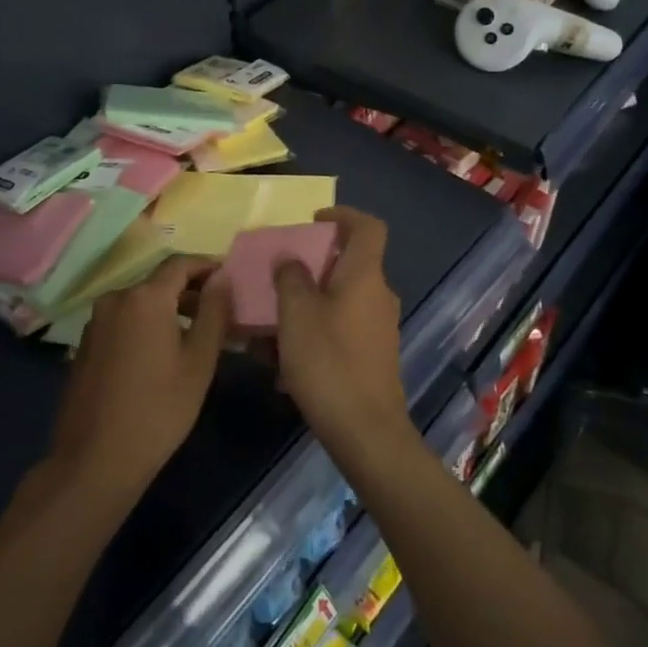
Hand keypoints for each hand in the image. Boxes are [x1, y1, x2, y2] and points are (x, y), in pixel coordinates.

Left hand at [47, 256, 231, 502]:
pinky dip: (146, 325)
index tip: (230, 279)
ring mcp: (96, 321)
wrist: (94, 461)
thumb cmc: (158, 410)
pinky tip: (161, 354)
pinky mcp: (85, 344)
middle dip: (191, 291)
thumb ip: (214, 312)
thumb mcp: (199, 361)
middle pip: (159, 281)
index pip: (181, 263)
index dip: (208, 266)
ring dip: (169, 309)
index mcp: (145, 297)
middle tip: (219, 312)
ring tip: (195, 335)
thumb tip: (222, 277)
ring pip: (140, 302)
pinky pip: (123, 321)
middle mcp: (116, 298)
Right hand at [274, 207, 411, 465]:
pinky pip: (340, 330)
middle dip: (312, 266)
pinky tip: (281, 361)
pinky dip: (313, 333)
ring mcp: (378, 328)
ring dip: (307, 305)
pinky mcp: (373, 357)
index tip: (314, 221)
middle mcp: (378, 295)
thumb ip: (290, 278)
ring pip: (339, 301)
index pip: (367, 226)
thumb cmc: (328, 361)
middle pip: (349, 264)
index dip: (343, 215)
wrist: (365, 431)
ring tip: (269, 325)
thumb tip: (290, 259)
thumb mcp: (296, 314)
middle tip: (280, 275)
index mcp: (364, 275)